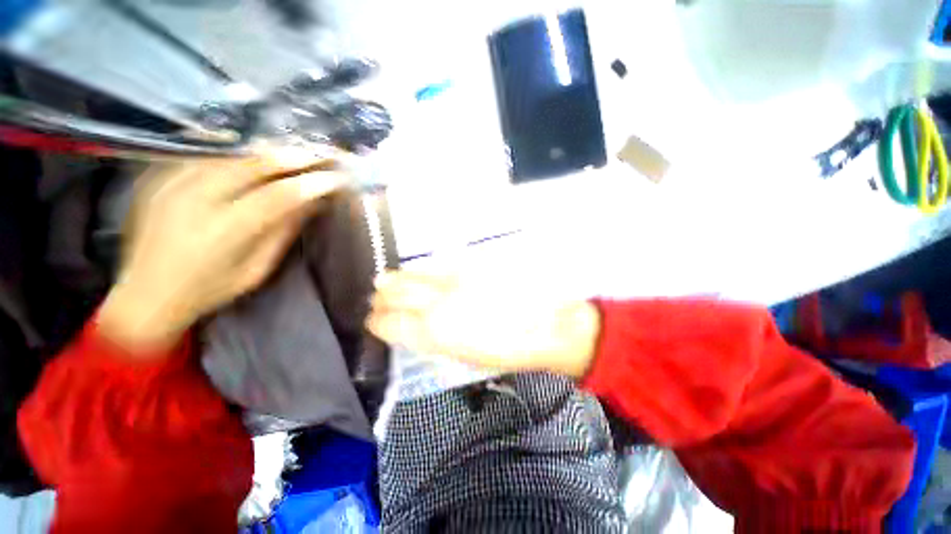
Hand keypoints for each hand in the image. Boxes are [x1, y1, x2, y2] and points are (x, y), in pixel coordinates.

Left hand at [98, 149, 345, 352]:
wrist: (145, 294)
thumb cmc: (209, 290)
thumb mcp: (256, 270)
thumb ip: (282, 233)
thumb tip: (310, 204)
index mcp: (225, 230)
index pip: (280, 195)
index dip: (313, 183)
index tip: (338, 178)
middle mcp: (196, 199)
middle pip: (254, 164)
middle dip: (295, 156)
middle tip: (322, 153)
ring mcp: (173, 182)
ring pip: (231, 152)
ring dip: (269, 150)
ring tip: (296, 149)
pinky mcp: (159, 176)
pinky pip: (206, 152)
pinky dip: (237, 150)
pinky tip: (255, 151)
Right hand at [366, 270, 600, 377]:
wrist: (548, 324)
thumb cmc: (510, 350)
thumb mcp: (468, 357)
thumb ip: (438, 341)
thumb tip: (419, 329)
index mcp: (438, 333)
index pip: (394, 323)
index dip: (379, 322)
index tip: (373, 321)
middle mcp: (441, 302)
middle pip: (400, 295)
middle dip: (383, 297)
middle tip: (376, 298)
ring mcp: (456, 280)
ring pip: (417, 276)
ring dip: (398, 279)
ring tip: (384, 280)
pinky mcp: (473, 266)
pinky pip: (439, 266)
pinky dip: (422, 270)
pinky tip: (416, 270)